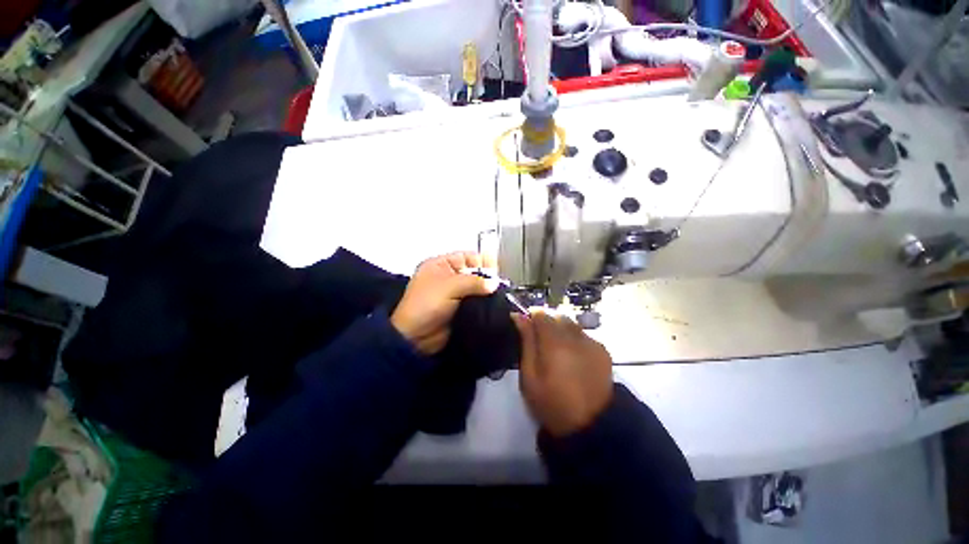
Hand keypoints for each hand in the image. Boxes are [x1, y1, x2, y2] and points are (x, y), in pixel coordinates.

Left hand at [391, 252, 499, 353]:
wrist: (415, 338)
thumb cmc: (427, 305)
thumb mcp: (449, 287)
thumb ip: (474, 281)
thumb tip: (495, 283)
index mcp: (441, 265)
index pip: (467, 257)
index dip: (482, 262)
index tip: (495, 272)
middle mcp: (448, 277)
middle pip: (474, 272)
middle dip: (486, 278)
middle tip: (499, 286)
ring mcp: (454, 294)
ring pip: (476, 288)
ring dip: (486, 292)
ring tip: (498, 296)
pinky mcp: (460, 308)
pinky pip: (476, 301)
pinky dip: (484, 303)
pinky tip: (493, 305)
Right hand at [512, 310, 613, 436]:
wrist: (591, 426)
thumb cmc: (552, 403)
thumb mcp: (529, 376)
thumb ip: (526, 342)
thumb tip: (518, 316)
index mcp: (554, 343)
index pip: (541, 314)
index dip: (532, 317)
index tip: (527, 328)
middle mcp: (575, 337)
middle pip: (557, 316)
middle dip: (547, 323)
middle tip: (541, 343)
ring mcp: (591, 342)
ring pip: (571, 323)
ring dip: (562, 330)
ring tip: (558, 351)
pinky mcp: (603, 350)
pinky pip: (584, 334)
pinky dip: (575, 339)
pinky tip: (574, 358)